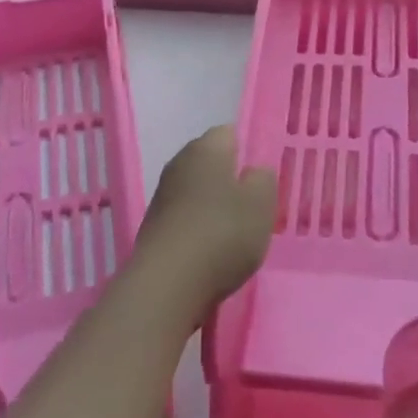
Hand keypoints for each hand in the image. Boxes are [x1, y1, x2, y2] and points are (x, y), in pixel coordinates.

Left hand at [134, 126, 277, 313]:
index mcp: (205, 148)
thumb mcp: (261, 204)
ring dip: (214, 207)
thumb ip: (263, 180)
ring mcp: (162, 196)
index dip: (249, 151)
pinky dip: (199, 229)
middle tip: (254, 206)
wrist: (167, 284)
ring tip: (236, 234)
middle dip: (231, 180)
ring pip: (197, 192)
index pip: (230, 133)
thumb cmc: (222, 233)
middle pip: (211, 163)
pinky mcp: (154, 227)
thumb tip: (254, 172)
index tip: (263, 177)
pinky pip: (185, 218)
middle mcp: (179, 163)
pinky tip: (212, 252)